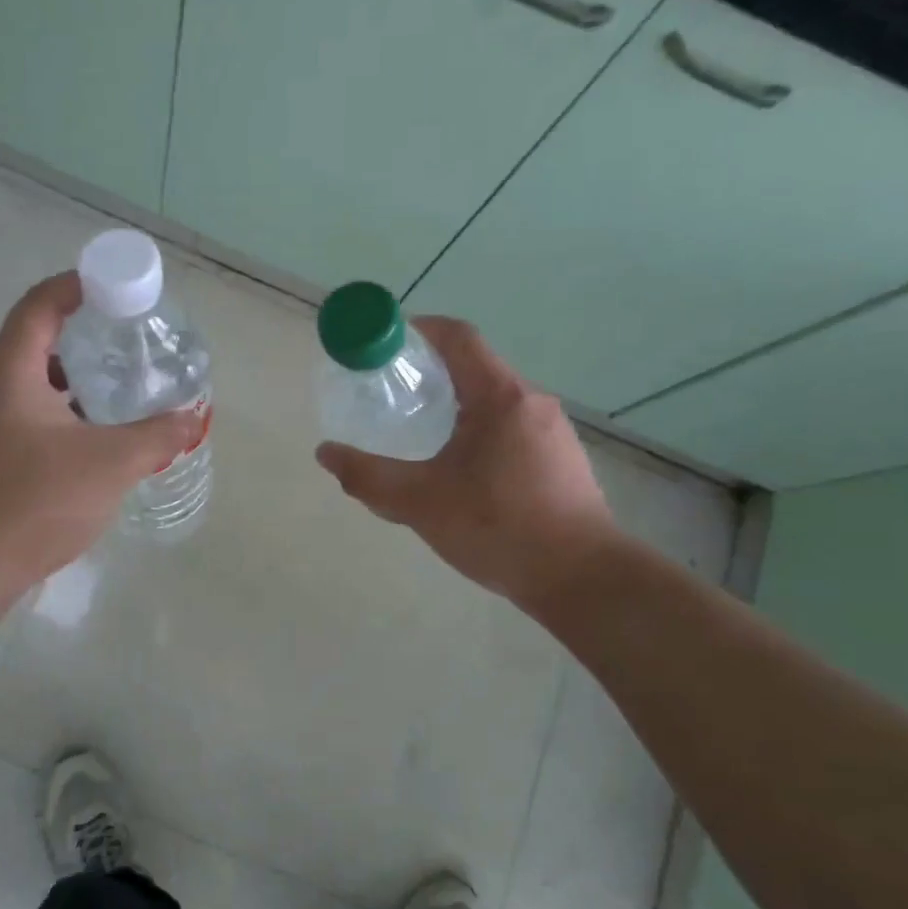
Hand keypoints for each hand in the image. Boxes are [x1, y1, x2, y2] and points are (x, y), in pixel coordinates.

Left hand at [0, 272, 201, 623]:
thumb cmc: (35, 503)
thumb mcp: (110, 465)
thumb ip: (156, 436)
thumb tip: (193, 418)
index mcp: (7, 373)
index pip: (39, 306)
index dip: (75, 287)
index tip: (112, 287)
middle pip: (32, 342)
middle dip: (80, 338)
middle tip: (124, 345)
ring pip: (25, 384)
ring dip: (67, 382)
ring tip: (112, 393)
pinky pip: (16, 415)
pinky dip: (52, 412)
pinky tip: (84, 440)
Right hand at [315, 317, 617, 602]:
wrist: (581, 578)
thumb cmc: (498, 527)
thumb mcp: (420, 503)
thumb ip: (367, 476)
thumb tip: (326, 453)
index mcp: (499, 397)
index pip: (457, 337)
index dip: (418, 329)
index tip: (385, 345)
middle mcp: (531, 402)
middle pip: (475, 367)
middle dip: (430, 372)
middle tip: (393, 396)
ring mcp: (552, 431)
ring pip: (494, 400)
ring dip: (456, 405)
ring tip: (421, 434)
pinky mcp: (561, 459)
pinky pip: (511, 427)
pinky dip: (479, 430)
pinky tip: (462, 471)